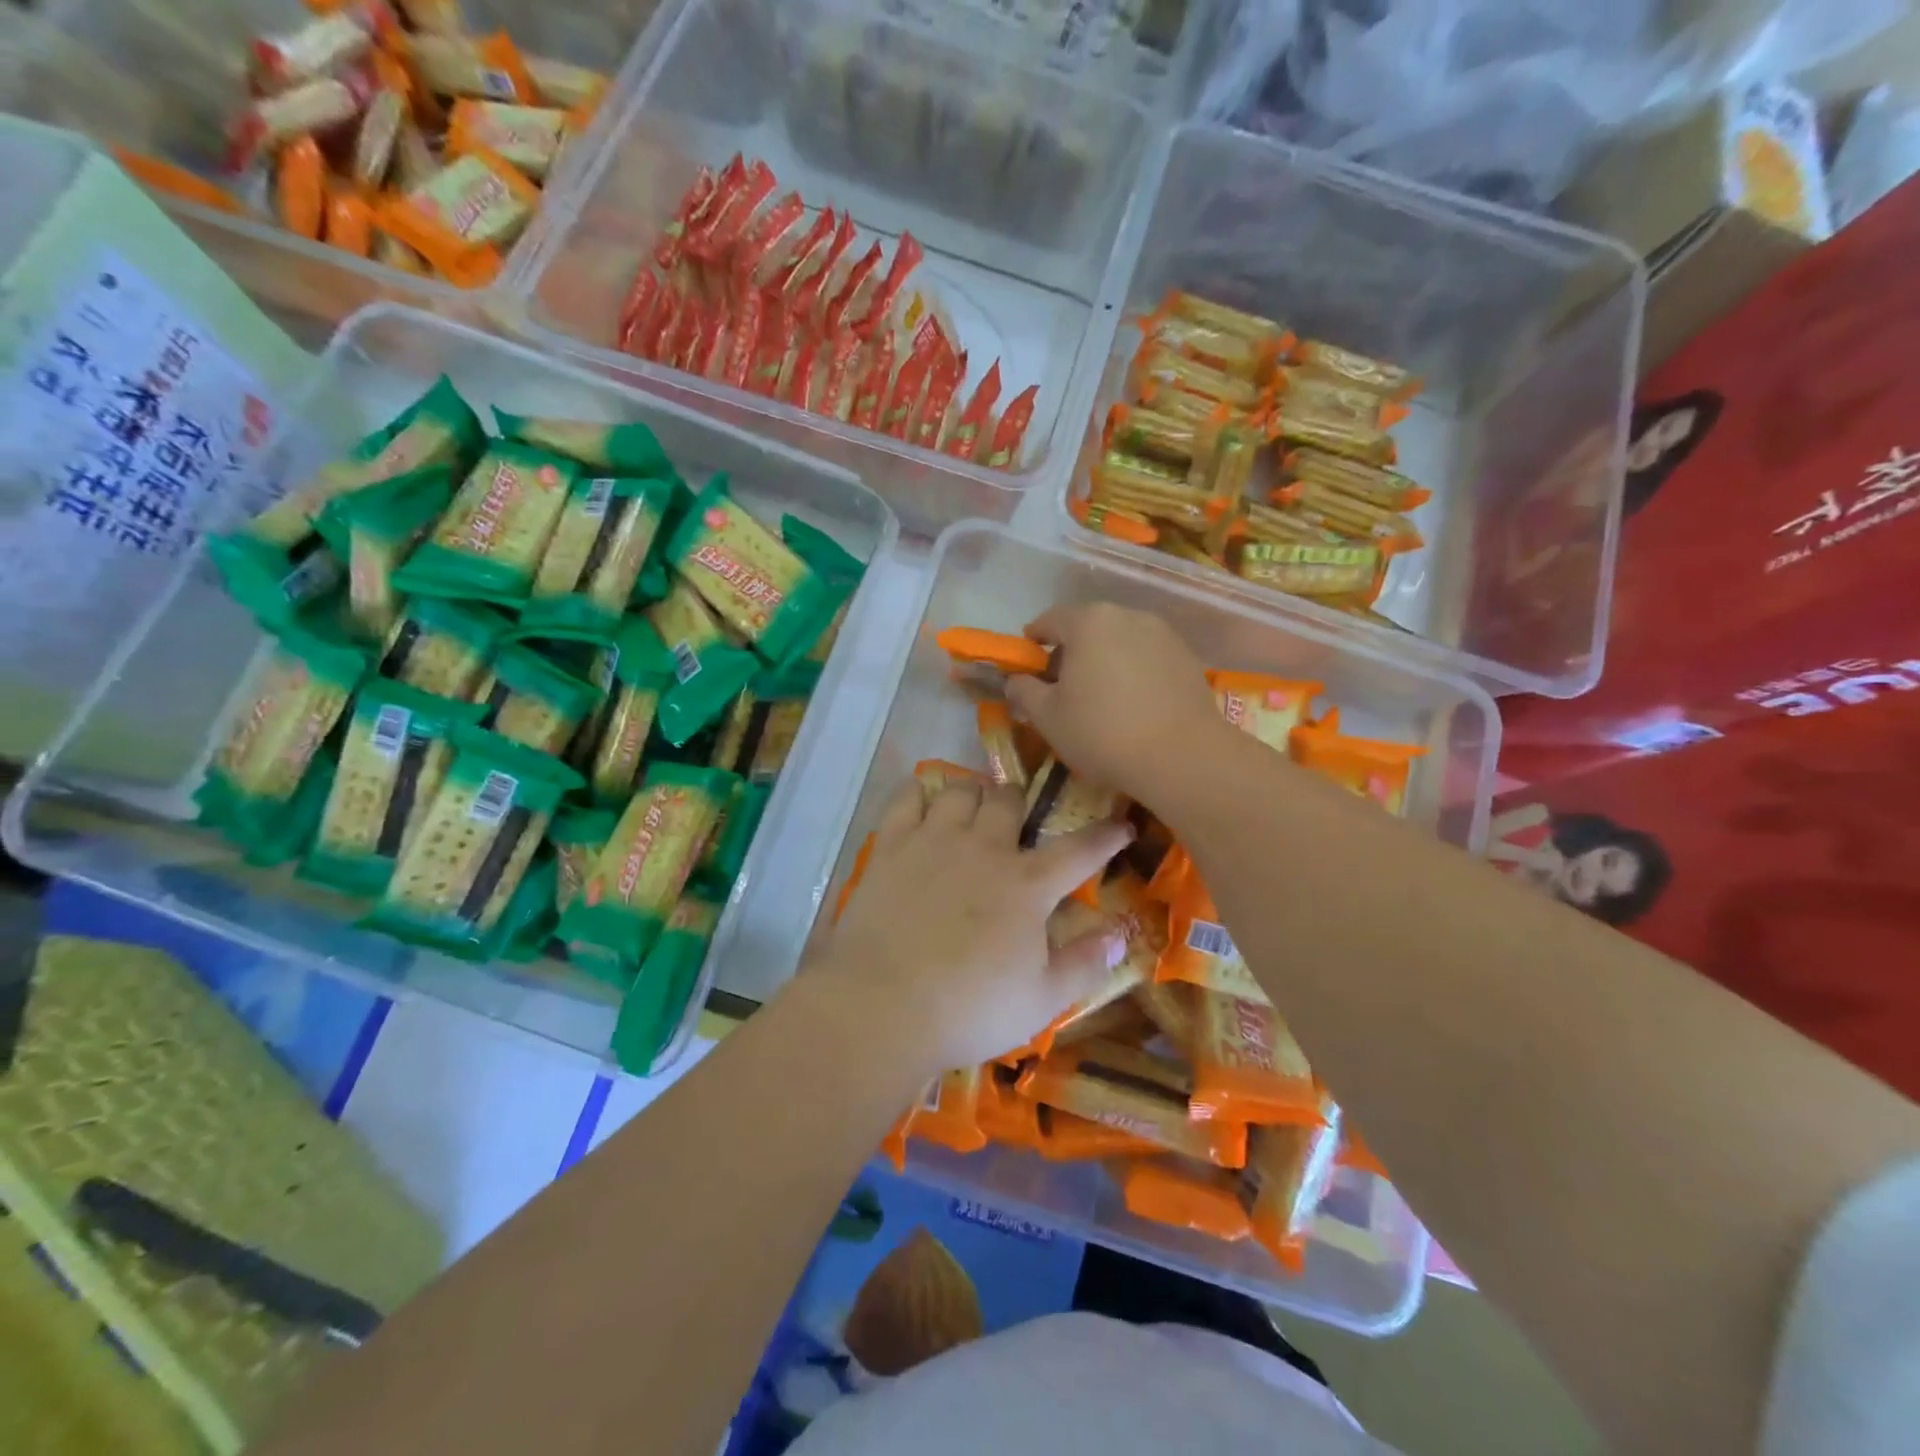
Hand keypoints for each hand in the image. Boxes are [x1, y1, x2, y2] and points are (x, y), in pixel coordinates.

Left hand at [812, 777, 1132, 1074]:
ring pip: (960, 791)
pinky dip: (919, 794)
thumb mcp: (1042, 1001)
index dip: (1105, 835)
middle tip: (1016, 819)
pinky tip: (922, 805)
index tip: (1121, 824)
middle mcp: (984, 848)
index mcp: (1027, 885)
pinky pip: (907, 798)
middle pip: (1008, 800)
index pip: (1079, 849)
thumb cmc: (968, 1010)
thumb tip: (1119, 934)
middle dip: (1019, 803)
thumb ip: (1084, 964)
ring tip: (970, 812)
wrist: (882, 1006)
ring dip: (972, 795)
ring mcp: (934, 841)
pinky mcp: (891, 846)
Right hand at [1004, 603, 1224, 806]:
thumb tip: (1015, 681)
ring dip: (1105, 661)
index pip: (1050, 620)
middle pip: (1088, 627)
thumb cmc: (1103, 733)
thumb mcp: (1048, 717)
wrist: (1182, 757)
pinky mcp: (1188, 657)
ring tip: (1100, 698)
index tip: (1027, 664)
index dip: (1033, 641)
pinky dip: (1134, 672)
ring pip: (1120, 641)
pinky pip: (1148, 657)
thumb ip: (1024, 691)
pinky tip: (1133, 705)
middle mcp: (1128, 616)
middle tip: (1061, 686)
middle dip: (1071, 651)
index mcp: (1089, 622)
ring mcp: (1163, 634)